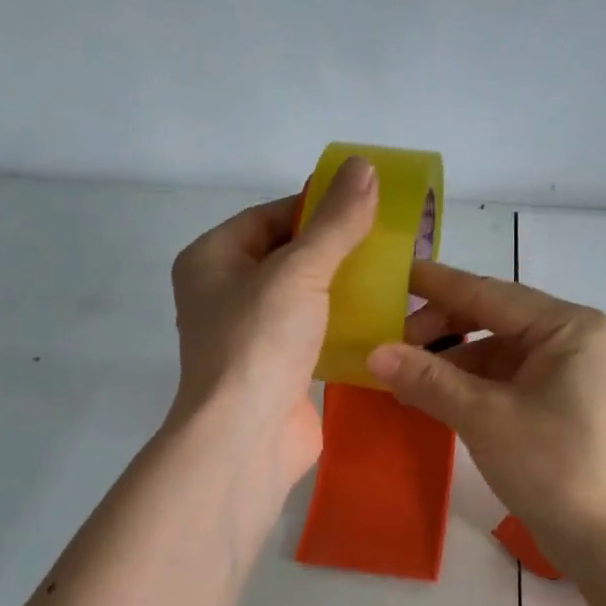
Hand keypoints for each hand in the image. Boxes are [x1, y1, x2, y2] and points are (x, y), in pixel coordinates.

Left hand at [168, 157, 377, 485]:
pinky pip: (313, 335)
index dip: (316, 205)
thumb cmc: (259, 344)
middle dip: (335, 249)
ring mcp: (250, 337)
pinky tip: (382, 318)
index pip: (269, 216)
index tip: (365, 203)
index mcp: (212, 260)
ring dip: (342, 289)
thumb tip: (364, 167)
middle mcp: (224, 295)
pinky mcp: (276, 371)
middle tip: (387, 240)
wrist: (245, 439)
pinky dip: (342, 326)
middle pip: (287, 256)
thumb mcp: (299, 271)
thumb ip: (334, 223)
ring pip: (302, 298)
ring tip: (393, 275)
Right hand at [366, 262, 605, 558]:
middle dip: (439, 330)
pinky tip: (432, 397)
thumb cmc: (554, 467)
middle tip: (387, 345)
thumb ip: (429, 380)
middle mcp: (571, 340)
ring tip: (401, 375)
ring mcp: (566, 373)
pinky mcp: (557, 404)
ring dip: (449, 362)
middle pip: (492, 319)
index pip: (489, 292)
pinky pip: (503, 380)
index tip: (391, 276)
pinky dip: (467, 386)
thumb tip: (373, 352)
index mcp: (568, 327)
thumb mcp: (486, 418)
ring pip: (495, 352)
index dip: (436, 285)